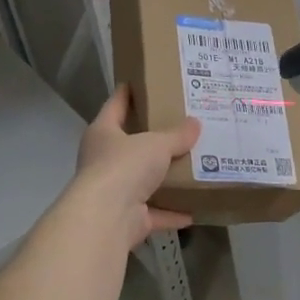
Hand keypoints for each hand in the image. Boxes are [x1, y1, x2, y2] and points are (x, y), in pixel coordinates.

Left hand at [66, 86, 200, 249]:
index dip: (127, 92)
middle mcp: (104, 160)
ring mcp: (114, 191)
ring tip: (191, 167)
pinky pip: (155, 212)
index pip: (115, 104)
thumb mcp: (156, 144)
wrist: (107, 218)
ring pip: (143, 181)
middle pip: (130, 144)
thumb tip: (195, 124)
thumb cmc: (124, 166)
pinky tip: (194, 209)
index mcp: (103, 133)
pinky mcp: (128, 218)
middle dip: (153, 139)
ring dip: (163, 179)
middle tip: (180, 125)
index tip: (141, 80)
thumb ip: (176, 135)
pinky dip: (172, 212)